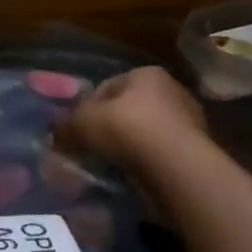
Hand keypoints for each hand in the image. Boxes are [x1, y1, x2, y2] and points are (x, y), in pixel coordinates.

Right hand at [59, 67, 208, 169]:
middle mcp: (172, 90)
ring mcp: (189, 121)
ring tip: (109, 167)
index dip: (86, 109)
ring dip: (127, 148)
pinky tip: (132, 177)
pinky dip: (145, 164)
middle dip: (108, 129)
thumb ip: (65, 124)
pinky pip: (160, 155)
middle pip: (127, 110)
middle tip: (90, 150)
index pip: (106, 87)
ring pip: (144, 134)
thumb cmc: (127, 130)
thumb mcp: (82, 122)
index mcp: (146, 74)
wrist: (177, 168)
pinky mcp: (197, 151)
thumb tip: (55, 131)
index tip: (77, 131)